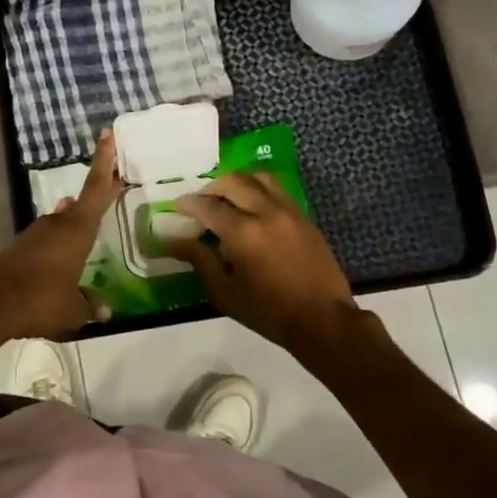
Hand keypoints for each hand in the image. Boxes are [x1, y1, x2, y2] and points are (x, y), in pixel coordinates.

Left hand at [0, 130, 120, 340]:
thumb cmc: (40, 300)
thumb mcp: (73, 310)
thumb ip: (90, 306)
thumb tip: (105, 310)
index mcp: (76, 231)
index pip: (96, 189)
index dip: (104, 162)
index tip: (106, 134)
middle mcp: (55, 226)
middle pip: (78, 206)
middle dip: (92, 200)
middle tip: (108, 191)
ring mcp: (33, 237)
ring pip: (59, 224)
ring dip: (71, 225)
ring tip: (84, 229)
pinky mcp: (16, 252)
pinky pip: (44, 243)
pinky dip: (55, 246)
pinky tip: (58, 260)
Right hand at [165, 172, 363, 354]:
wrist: (322, 319)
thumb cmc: (268, 312)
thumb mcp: (225, 292)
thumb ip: (200, 260)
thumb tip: (174, 241)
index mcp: (243, 233)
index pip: (208, 206)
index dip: (188, 204)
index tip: (176, 206)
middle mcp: (266, 212)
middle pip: (233, 182)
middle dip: (211, 188)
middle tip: (200, 202)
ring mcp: (289, 211)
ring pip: (259, 178)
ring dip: (238, 182)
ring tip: (227, 198)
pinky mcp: (304, 217)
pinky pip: (277, 190)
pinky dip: (259, 189)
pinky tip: (251, 208)